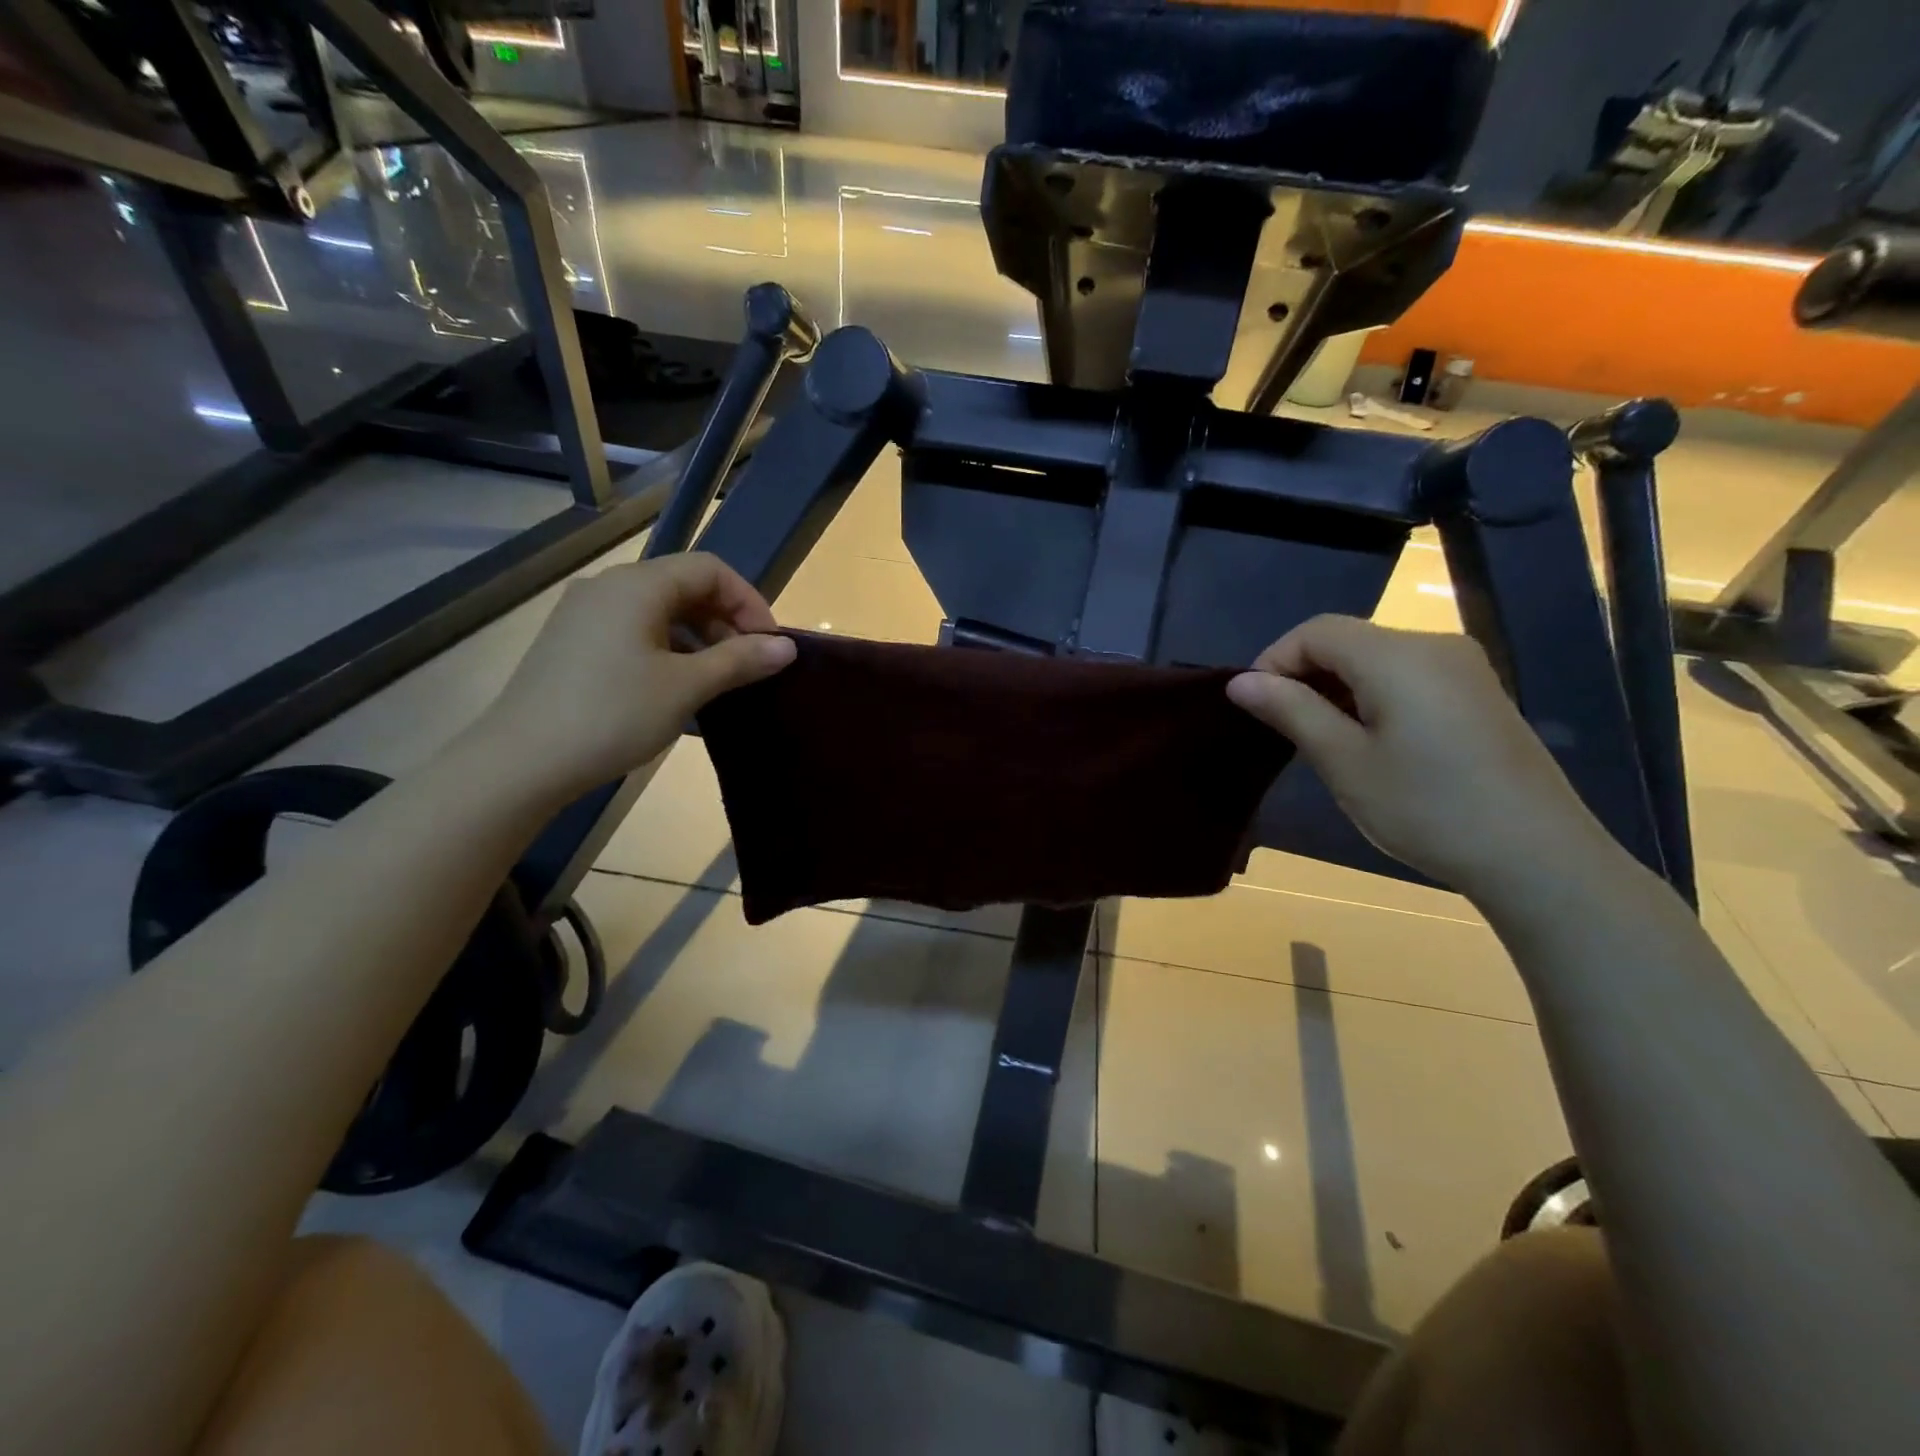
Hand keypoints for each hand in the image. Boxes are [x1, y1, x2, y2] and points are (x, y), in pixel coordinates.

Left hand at [464, 554, 794, 801]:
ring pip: (659, 611)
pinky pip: (634, 631)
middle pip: (684, 586)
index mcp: (638, 585)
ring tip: (717, 681)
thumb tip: (786, 647)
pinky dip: (668, 649)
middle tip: (748, 666)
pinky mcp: (572, 643)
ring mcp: (585, 614)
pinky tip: (677, 688)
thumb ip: (740, 660)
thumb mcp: (687, 688)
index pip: (710, 569)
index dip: (749, 602)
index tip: (769, 645)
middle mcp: (608, 587)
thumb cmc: (613, 715)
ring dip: (699, 639)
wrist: (522, 761)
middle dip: (725, 621)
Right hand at [1226, 615, 1613, 898]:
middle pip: (1347, 639)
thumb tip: (1240, 682)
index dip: (1274, 660)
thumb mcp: (1344, 762)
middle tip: (1281, 728)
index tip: (1255, 708)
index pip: (1316, 631)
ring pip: (1376, 658)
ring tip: (1320, 740)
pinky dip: (1371, 695)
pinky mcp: (1479, 693)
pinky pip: (1407, 675)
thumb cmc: (1427, 808)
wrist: (1538, 857)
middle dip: (1303, 674)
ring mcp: (1463, 668)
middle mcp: (1433, 646)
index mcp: (1398, 655)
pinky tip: (1369, 740)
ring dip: (1336, 687)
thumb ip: (1291, 711)